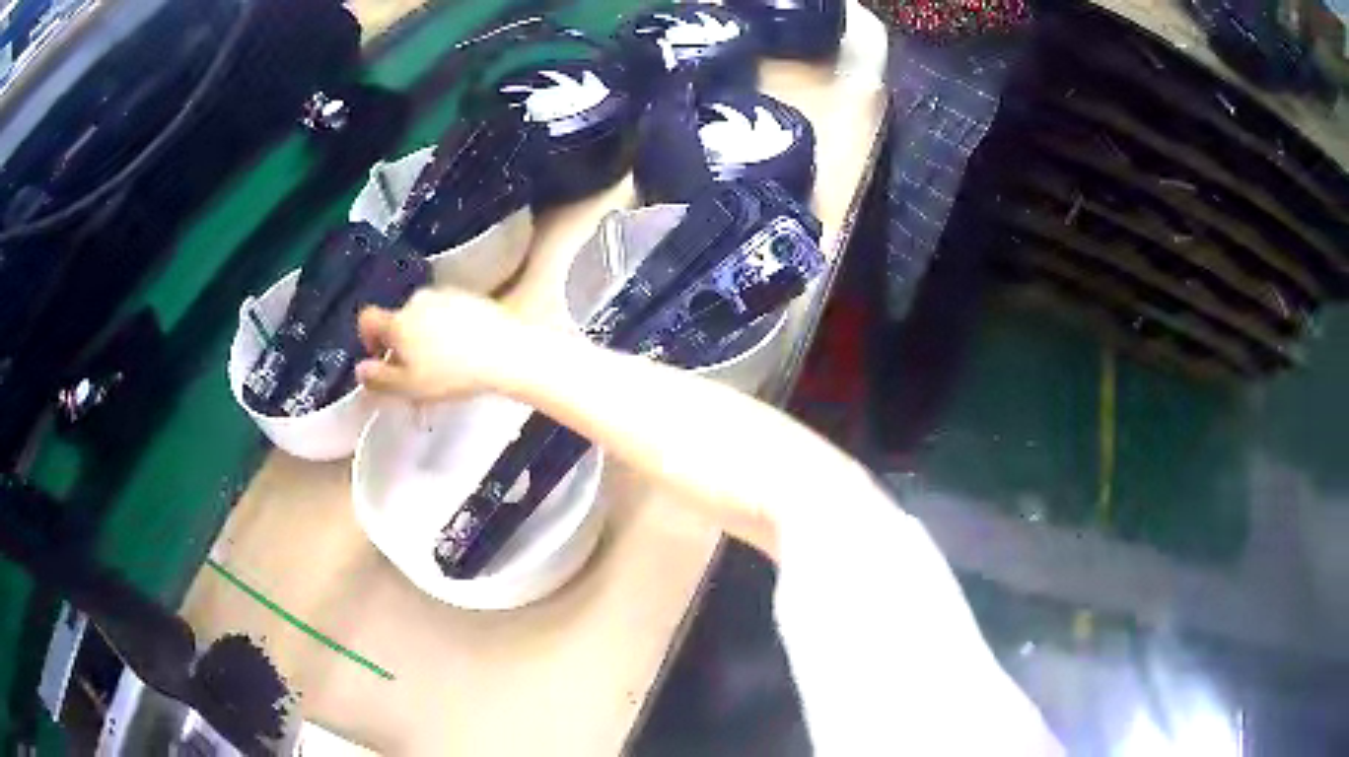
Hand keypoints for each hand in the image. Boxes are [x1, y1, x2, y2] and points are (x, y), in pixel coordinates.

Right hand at [355, 289, 524, 402]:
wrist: (505, 352)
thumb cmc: (452, 374)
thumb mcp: (410, 387)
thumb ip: (380, 379)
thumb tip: (360, 370)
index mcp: (398, 321)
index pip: (367, 319)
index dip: (367, 338)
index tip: (380, 357)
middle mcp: (417, 301)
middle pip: (398, 320)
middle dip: (401, 343)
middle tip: (417, 371)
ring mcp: (445, 295)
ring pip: (423, 316)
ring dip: (425, 336)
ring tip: (444, 365)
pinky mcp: (468, 297)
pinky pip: (447, 312)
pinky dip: (447, 328)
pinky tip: (463, 350)